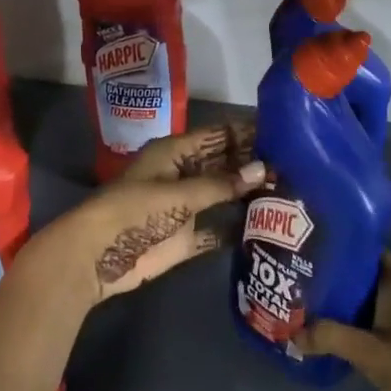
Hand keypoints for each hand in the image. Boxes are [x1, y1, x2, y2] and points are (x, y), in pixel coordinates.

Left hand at [14, 124, 264, 309]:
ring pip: (223, 196)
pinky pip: (217, 231)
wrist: (96, 256)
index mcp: (175, 153)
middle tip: (294, 167)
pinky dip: (236, 230)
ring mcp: (185, 207)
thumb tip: (263, 169)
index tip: (282, 134)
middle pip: (223, 165)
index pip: (217, 136)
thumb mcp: (178, 193)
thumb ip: (220, 184)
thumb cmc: (133, 212)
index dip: (246, 134)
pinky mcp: (186, 238)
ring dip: (248, 196)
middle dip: (252, 165)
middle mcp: (183, 175)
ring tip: (289, 194)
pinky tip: (266, 229)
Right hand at [298, 255, 390, 390]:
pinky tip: (319, 337)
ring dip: (334, 307)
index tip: (303, 245)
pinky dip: (346, 330)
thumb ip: (332, 338)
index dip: (336, 245)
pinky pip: (367, 329)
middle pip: (359, 277)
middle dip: (328, 278)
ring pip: (361, 305)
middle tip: (289, 278)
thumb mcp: (373, 354)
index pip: (364, 250)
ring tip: (295, 305)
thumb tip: (290, 333)